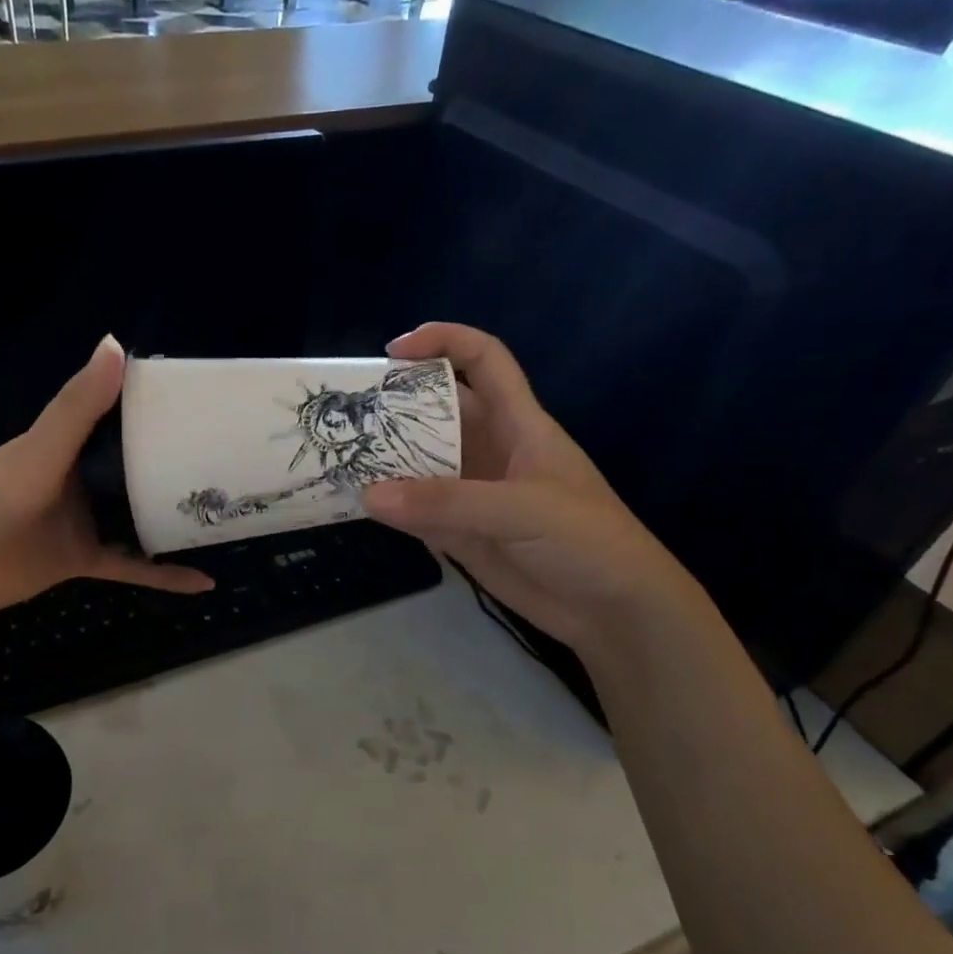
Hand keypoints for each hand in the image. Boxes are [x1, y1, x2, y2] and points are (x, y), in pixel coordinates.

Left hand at [0, 336, 211, 629]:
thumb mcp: (38, 450)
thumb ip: (77, 407)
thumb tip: (116, 345)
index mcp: (69, 443)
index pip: (121, 417)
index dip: (159, 409)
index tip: (207, 404)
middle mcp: (81, 477)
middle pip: (138, 468)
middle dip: (179, 466)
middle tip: (233, 462)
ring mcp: (84, 520)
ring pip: (140, 516)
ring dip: (176, 518)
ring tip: (228, 515)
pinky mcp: (84, 560)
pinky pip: (133, 566)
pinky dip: (164, 575)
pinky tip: (203, 582)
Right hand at [360, 323, 702, 655]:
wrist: (613, 611)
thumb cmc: (587, 541)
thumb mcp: (523, 510)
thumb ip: (447, 503)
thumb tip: (369, 496)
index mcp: (519, 424)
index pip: (484, 361)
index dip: (444, 342)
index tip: (395, 351)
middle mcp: (491, 451)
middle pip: (439, 411)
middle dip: (397, 405)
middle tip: (348, 414)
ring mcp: (473, 494)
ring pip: (422, 463)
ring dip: (386, 459)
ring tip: (339, 456)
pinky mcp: (461, 534)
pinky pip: (417, 511)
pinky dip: (389, 506)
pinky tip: (359, 504)